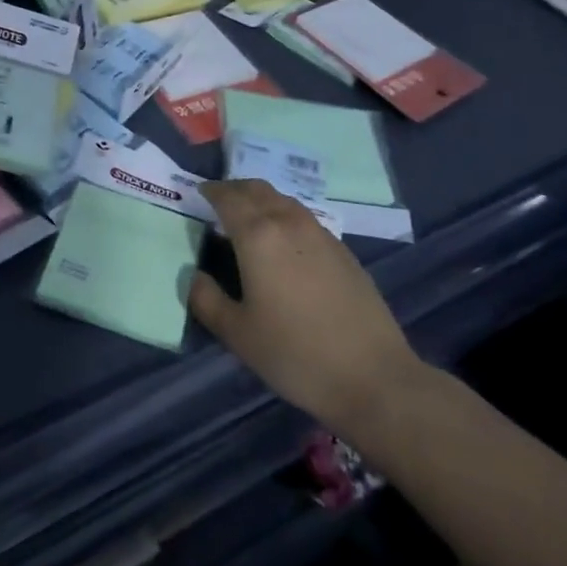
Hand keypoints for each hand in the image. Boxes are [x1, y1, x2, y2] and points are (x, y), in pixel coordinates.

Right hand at [191, 181, 422, 435]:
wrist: (373, 376)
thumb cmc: (295, 354)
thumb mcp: (237, 334)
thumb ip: (206, 299)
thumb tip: (193, 275)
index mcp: (258, 235)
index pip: (228, 198)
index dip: (210, 192)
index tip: (198, 194)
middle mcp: (289, 223)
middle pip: (257, 190)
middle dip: (235, 189)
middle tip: (219, 200)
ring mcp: (321, 234)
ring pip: (284, 200)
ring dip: (261, 200)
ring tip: (249, 218)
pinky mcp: (343, 251)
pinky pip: (304, 218)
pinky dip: (285, 216)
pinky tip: (283, 243)